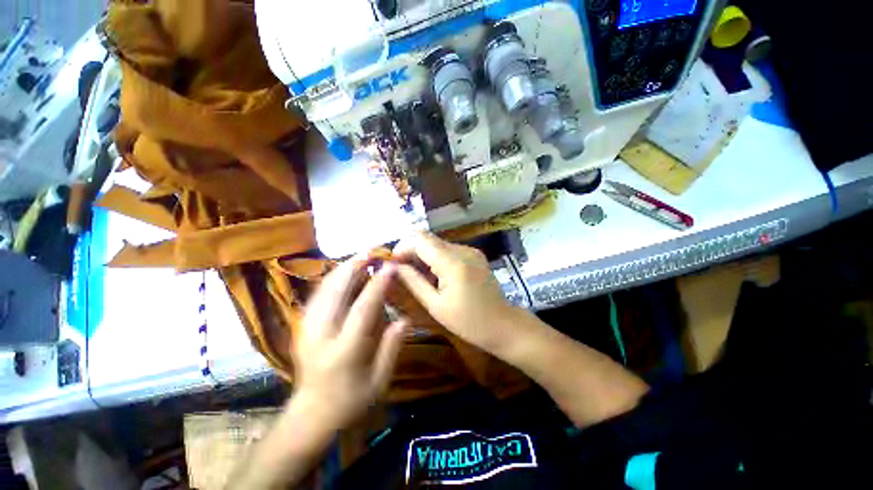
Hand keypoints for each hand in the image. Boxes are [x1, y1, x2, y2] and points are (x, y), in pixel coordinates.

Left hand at [292, 257, 406, 428]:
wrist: (310, 416)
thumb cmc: (350, 402)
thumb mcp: (380, 381)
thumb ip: (392, 347)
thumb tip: (405, 318)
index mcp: (344, 351)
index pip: (363, 308)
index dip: (378, 284)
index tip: (390, 266)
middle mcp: (321, 335)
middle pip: (336, 290)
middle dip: (354, 266)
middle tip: (372, 252)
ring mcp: (306, 329)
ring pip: (323, 288)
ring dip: (342, 269)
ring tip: (361, 257)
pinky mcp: (301, 326)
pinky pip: (318, 294)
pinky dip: (332, 279)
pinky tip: (345, 272)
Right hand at [394, 232, 526, 354]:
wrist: (503, 325)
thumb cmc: (468, 322)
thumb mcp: (435, 305)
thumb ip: (413, 281)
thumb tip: (393, 266)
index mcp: (453, 262)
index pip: (419, 238)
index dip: (402, 247)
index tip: (392, 264)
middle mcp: (462, 249)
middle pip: (428, 239)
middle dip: (410, 251)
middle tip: (401, 272)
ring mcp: (470, 250)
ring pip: (437, 243)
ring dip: (422, 255)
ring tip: (416, 276)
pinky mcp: (474, 255)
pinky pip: (448, 250)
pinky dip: (436, 258)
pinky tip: (434, 276)